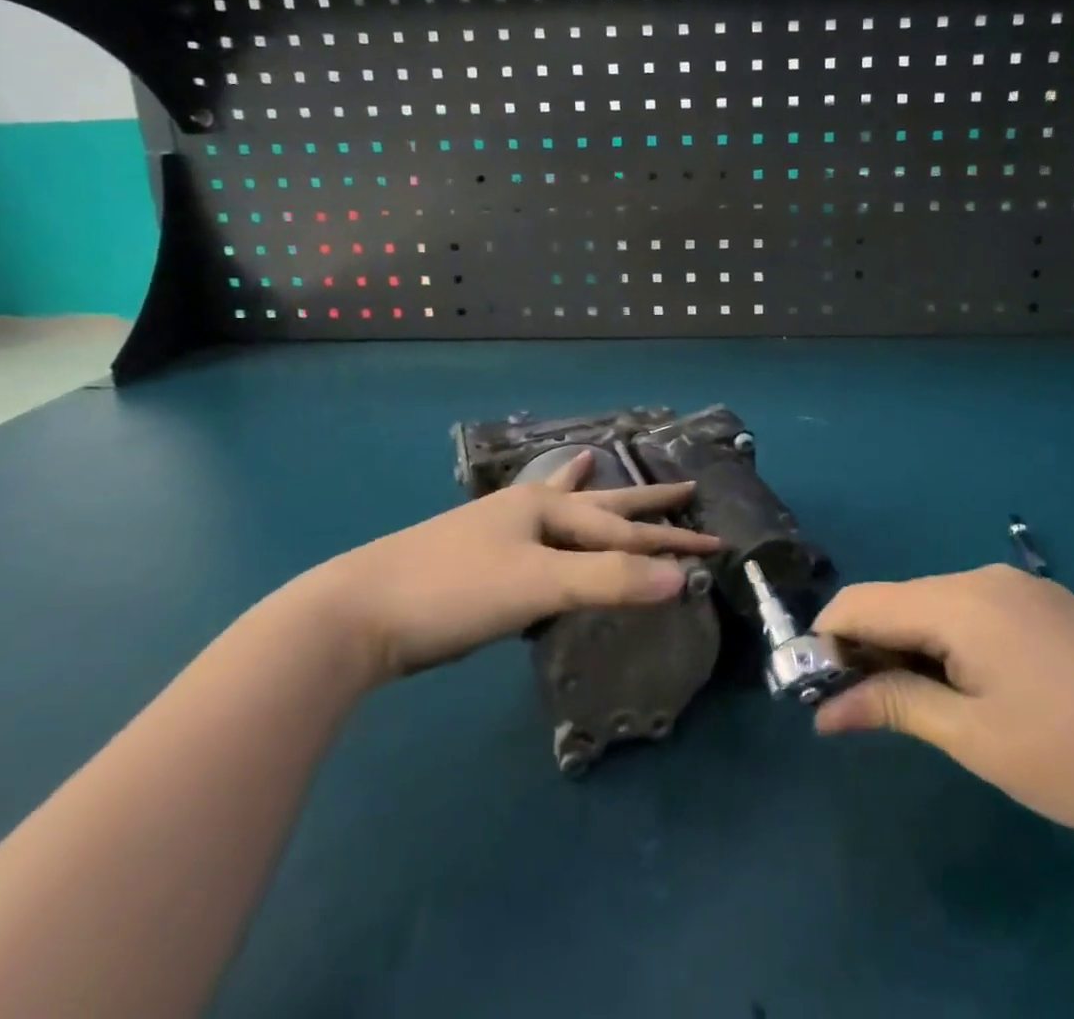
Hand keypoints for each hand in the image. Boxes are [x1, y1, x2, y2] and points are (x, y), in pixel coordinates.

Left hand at [309, 451, 718, 685]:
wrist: (357, 612)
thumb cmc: (453, 591)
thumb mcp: (537, 585)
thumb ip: (608, 582)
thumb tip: (681, 581)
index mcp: (547, 508)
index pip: (626, 529)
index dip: (672, 542)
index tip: (716, 545)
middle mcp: (527, 509)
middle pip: (600, 504)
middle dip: (644, 503)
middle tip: (686, 486)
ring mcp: (497, 530)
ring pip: (560, 507)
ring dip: (589, 493)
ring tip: (596, 461)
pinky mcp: (477, 557)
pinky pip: (532, 530)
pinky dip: (548, 518)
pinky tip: (535, 514)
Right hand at [813, 565, 1073, 854]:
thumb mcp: (975, 738)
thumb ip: (895, 706)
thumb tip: (825, 711)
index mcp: (958, 600)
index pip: (863, 601)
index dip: (829, 638)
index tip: (817, 686)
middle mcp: (984, 577)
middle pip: (901, 601)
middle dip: (872, 646)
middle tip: (869, 708)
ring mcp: (1024, 587)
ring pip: (940, 606)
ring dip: (915, 646)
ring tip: (928, 706)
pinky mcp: (1053, 605)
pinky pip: (979, 611)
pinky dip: (955, 642)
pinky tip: (984, 689)